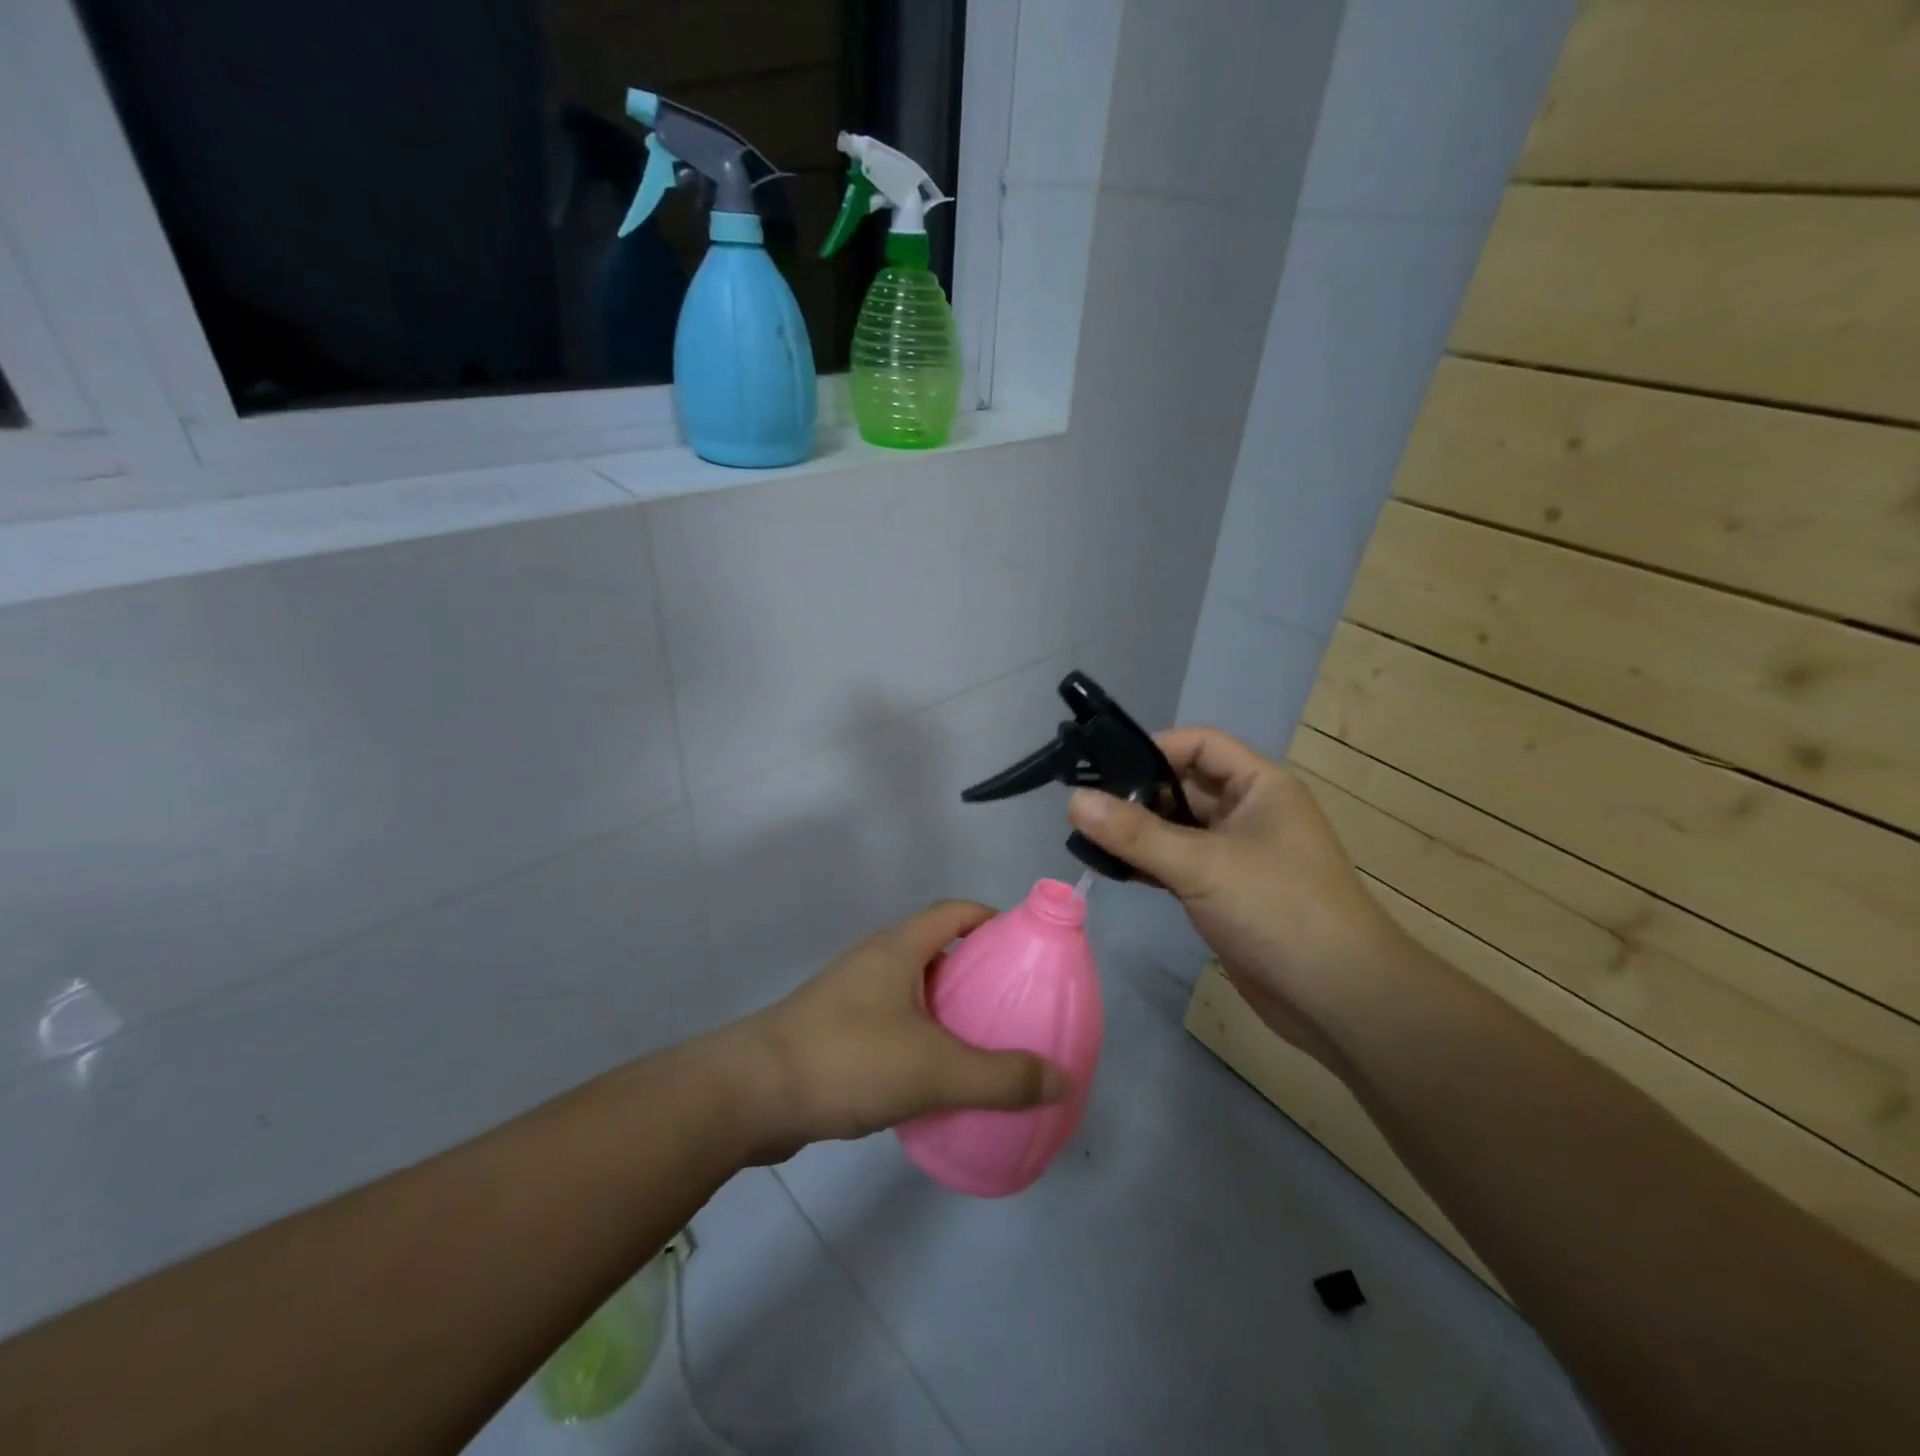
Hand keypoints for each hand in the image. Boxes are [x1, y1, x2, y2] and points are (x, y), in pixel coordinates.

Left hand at [728, 901, 1070, 1162]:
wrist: (751, 1095)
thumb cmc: (847, 1060)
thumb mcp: (934, 1070)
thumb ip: (1001, 1077)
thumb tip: (1061, 1078)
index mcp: (899, 948)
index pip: (955, 911)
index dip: (993, 919)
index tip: (1026, 948)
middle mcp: (875, 962)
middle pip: (938, 950)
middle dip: (978, 972)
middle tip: (1015, 1005)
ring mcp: (851, 997)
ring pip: (914, 991)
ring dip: (949, 1010)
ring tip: (985, 1045)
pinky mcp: (836, 1033)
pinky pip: (893, 1024)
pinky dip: (921, 1040)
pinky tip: (936, 1080)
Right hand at [1067, 728, 1408, 1069]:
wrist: (1338, 998)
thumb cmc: (1279, 910)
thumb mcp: (1203, 864)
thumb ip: (1135, 834)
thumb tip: (1073, 801)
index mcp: (1260, 787)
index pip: (1199, 745)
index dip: (1153, 748)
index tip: (1103, 767)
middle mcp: (1249, 813)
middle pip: (1184, 786)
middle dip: (1136, 793)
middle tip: (1083, 807)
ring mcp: (1237, 854)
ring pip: (1177, 828)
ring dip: (1138, 832)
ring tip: (1086, 837)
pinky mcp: (1225, 892)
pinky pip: (1178, 863)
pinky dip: (1148, 863)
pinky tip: (1113, 869)